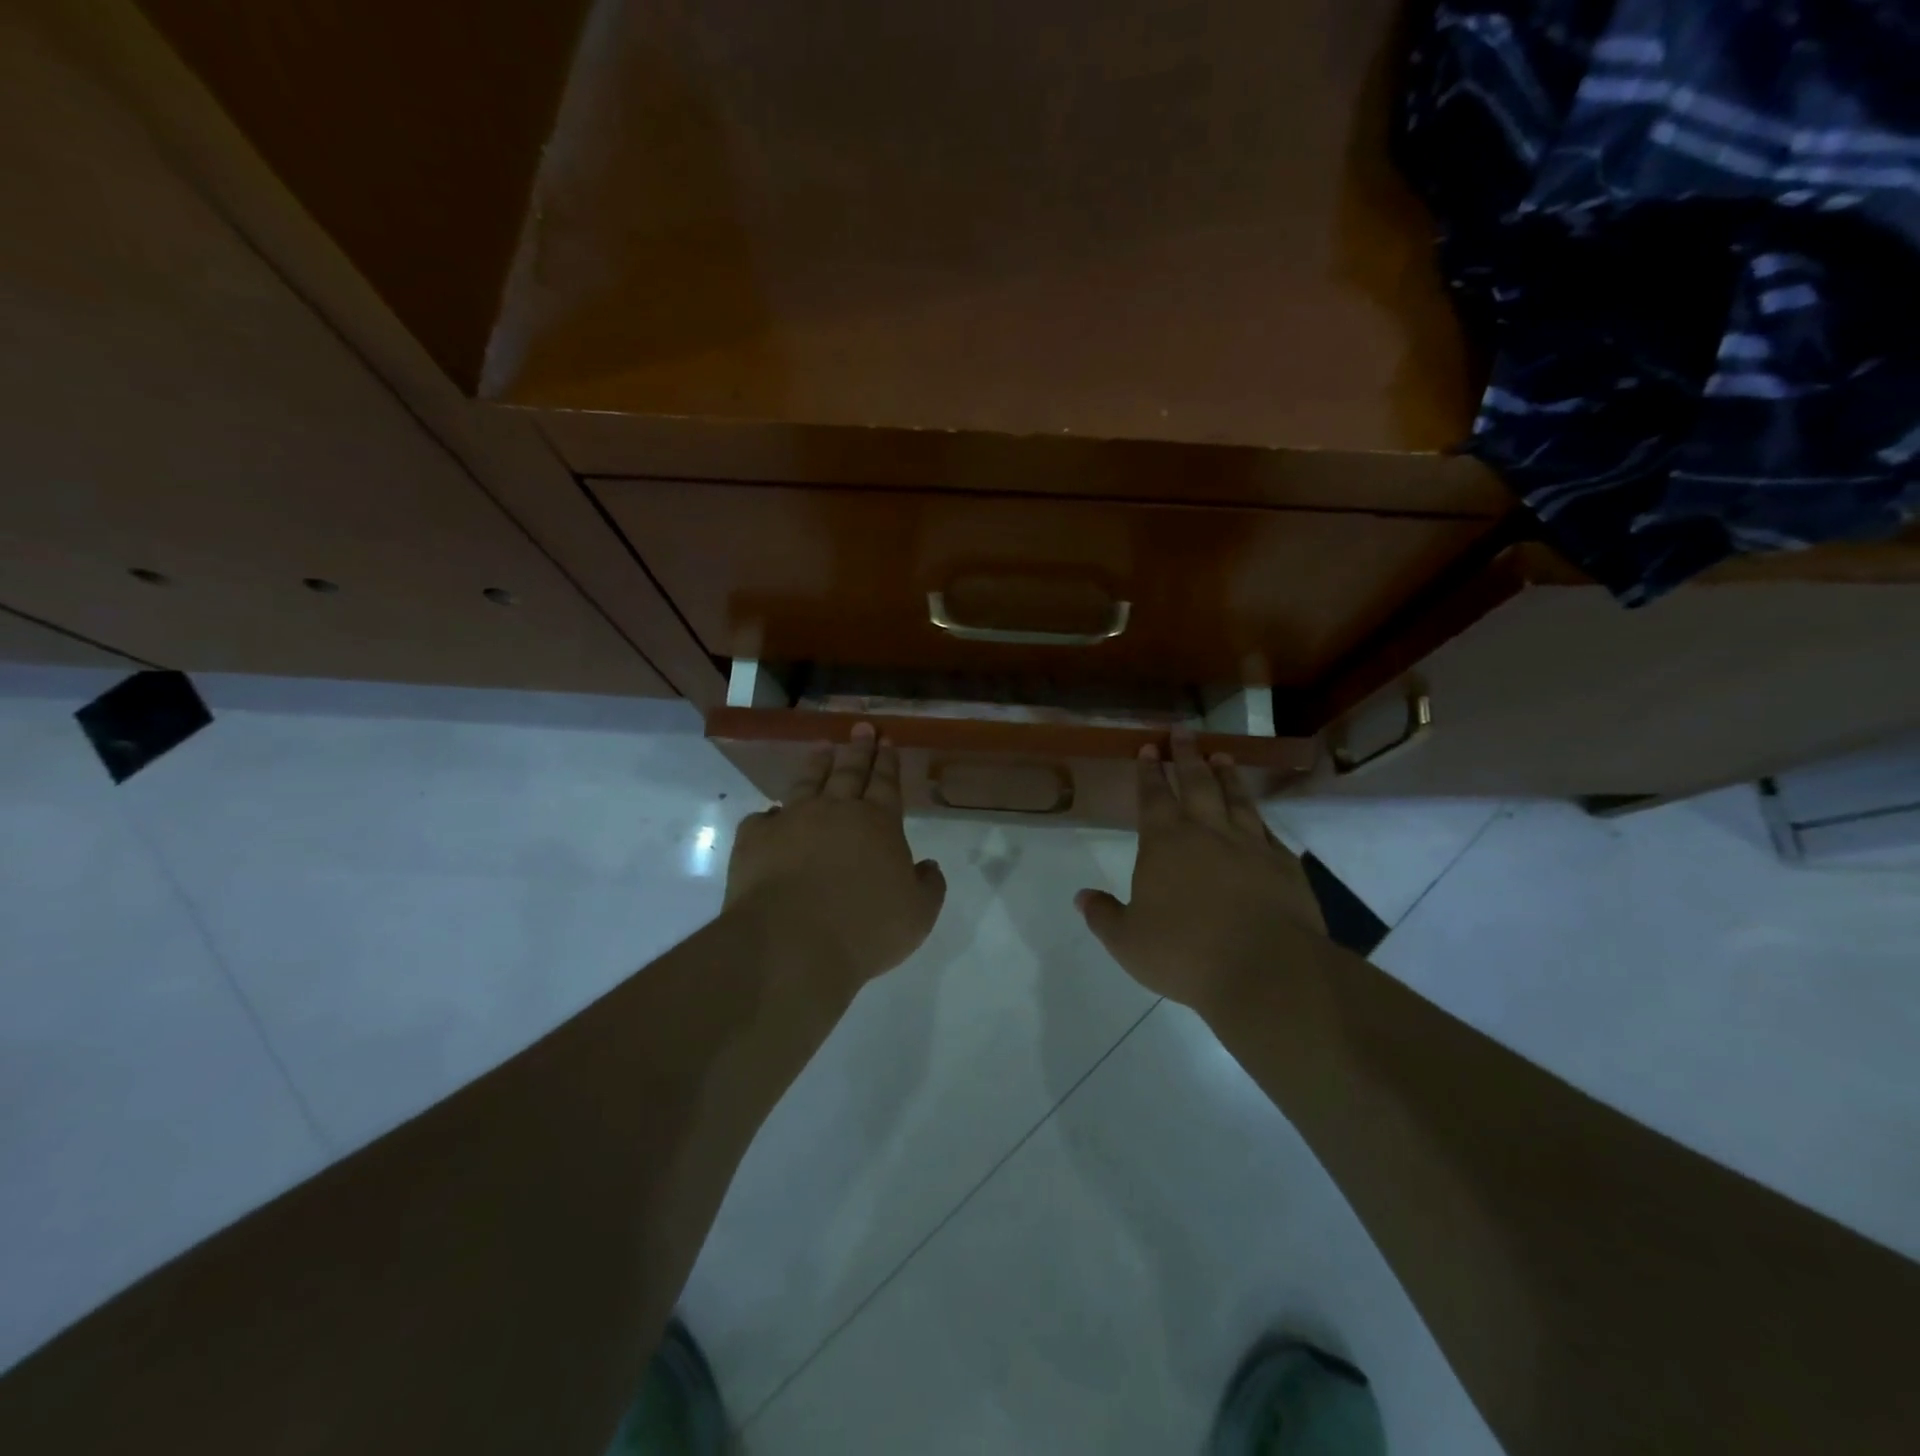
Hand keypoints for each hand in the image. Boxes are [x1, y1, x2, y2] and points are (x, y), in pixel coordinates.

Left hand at [725, 723, 946, 992]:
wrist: (792, 944)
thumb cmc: (866, 929)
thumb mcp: (919, 914)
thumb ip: (929, 885)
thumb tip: (928, 866)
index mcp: (878, 823)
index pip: (885, 782)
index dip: (887, 761)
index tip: (886, 740)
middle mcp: (835, 811)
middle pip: (849, 772)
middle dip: (858, 749)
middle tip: (861, 728)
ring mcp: (791, 821)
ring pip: (806, 783)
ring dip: (816, 764)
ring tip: (822, 748)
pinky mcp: (755, 840)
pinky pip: (763, 819)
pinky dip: (770, 815)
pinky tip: (770, 815)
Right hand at [1075, 732, 1327, 1009]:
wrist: (1266, 970)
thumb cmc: (1185, 952)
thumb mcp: (1127, 941)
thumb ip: (1103, 915)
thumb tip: (1081, 897)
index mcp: (1165, 842)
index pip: (1153, 795)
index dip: (1149, 770)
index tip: (1149, 747)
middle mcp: (1208, 832)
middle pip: (1196, 782)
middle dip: (1187, 756)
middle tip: (1184, 731)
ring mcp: (1251, 845)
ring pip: (1236, 799)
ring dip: (1227, 775)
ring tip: (1222, 756)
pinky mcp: (1284, 866)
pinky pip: (1269, 832)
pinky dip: (1260, 819)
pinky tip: (1259, 817)